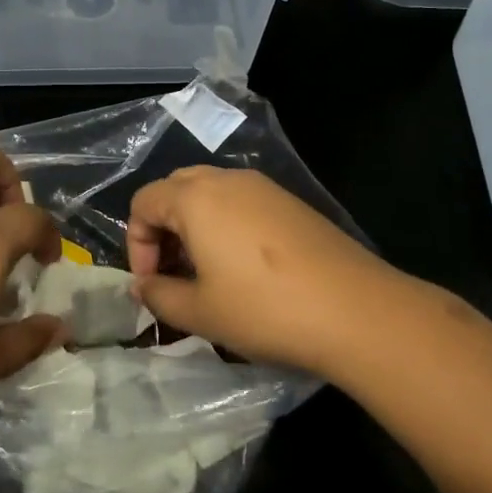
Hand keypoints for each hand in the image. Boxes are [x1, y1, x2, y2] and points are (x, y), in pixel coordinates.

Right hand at [126, 166, 406, 380]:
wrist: (354, 310)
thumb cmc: (264, 309)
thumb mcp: (200, 312)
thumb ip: (159, 296)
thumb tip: (141, 287)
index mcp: (195, 198)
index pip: (144, 202)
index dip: (136, 244)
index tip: (151, 285)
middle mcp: (227, 180)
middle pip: (176, 189)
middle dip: (163, 228)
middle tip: (173, 273)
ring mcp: (264, 187)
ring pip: (211, 193)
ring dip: (195, 226)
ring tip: (207, 273)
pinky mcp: (291, 202)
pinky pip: (242, 202)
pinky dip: (226, 225)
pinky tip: (244, 267)